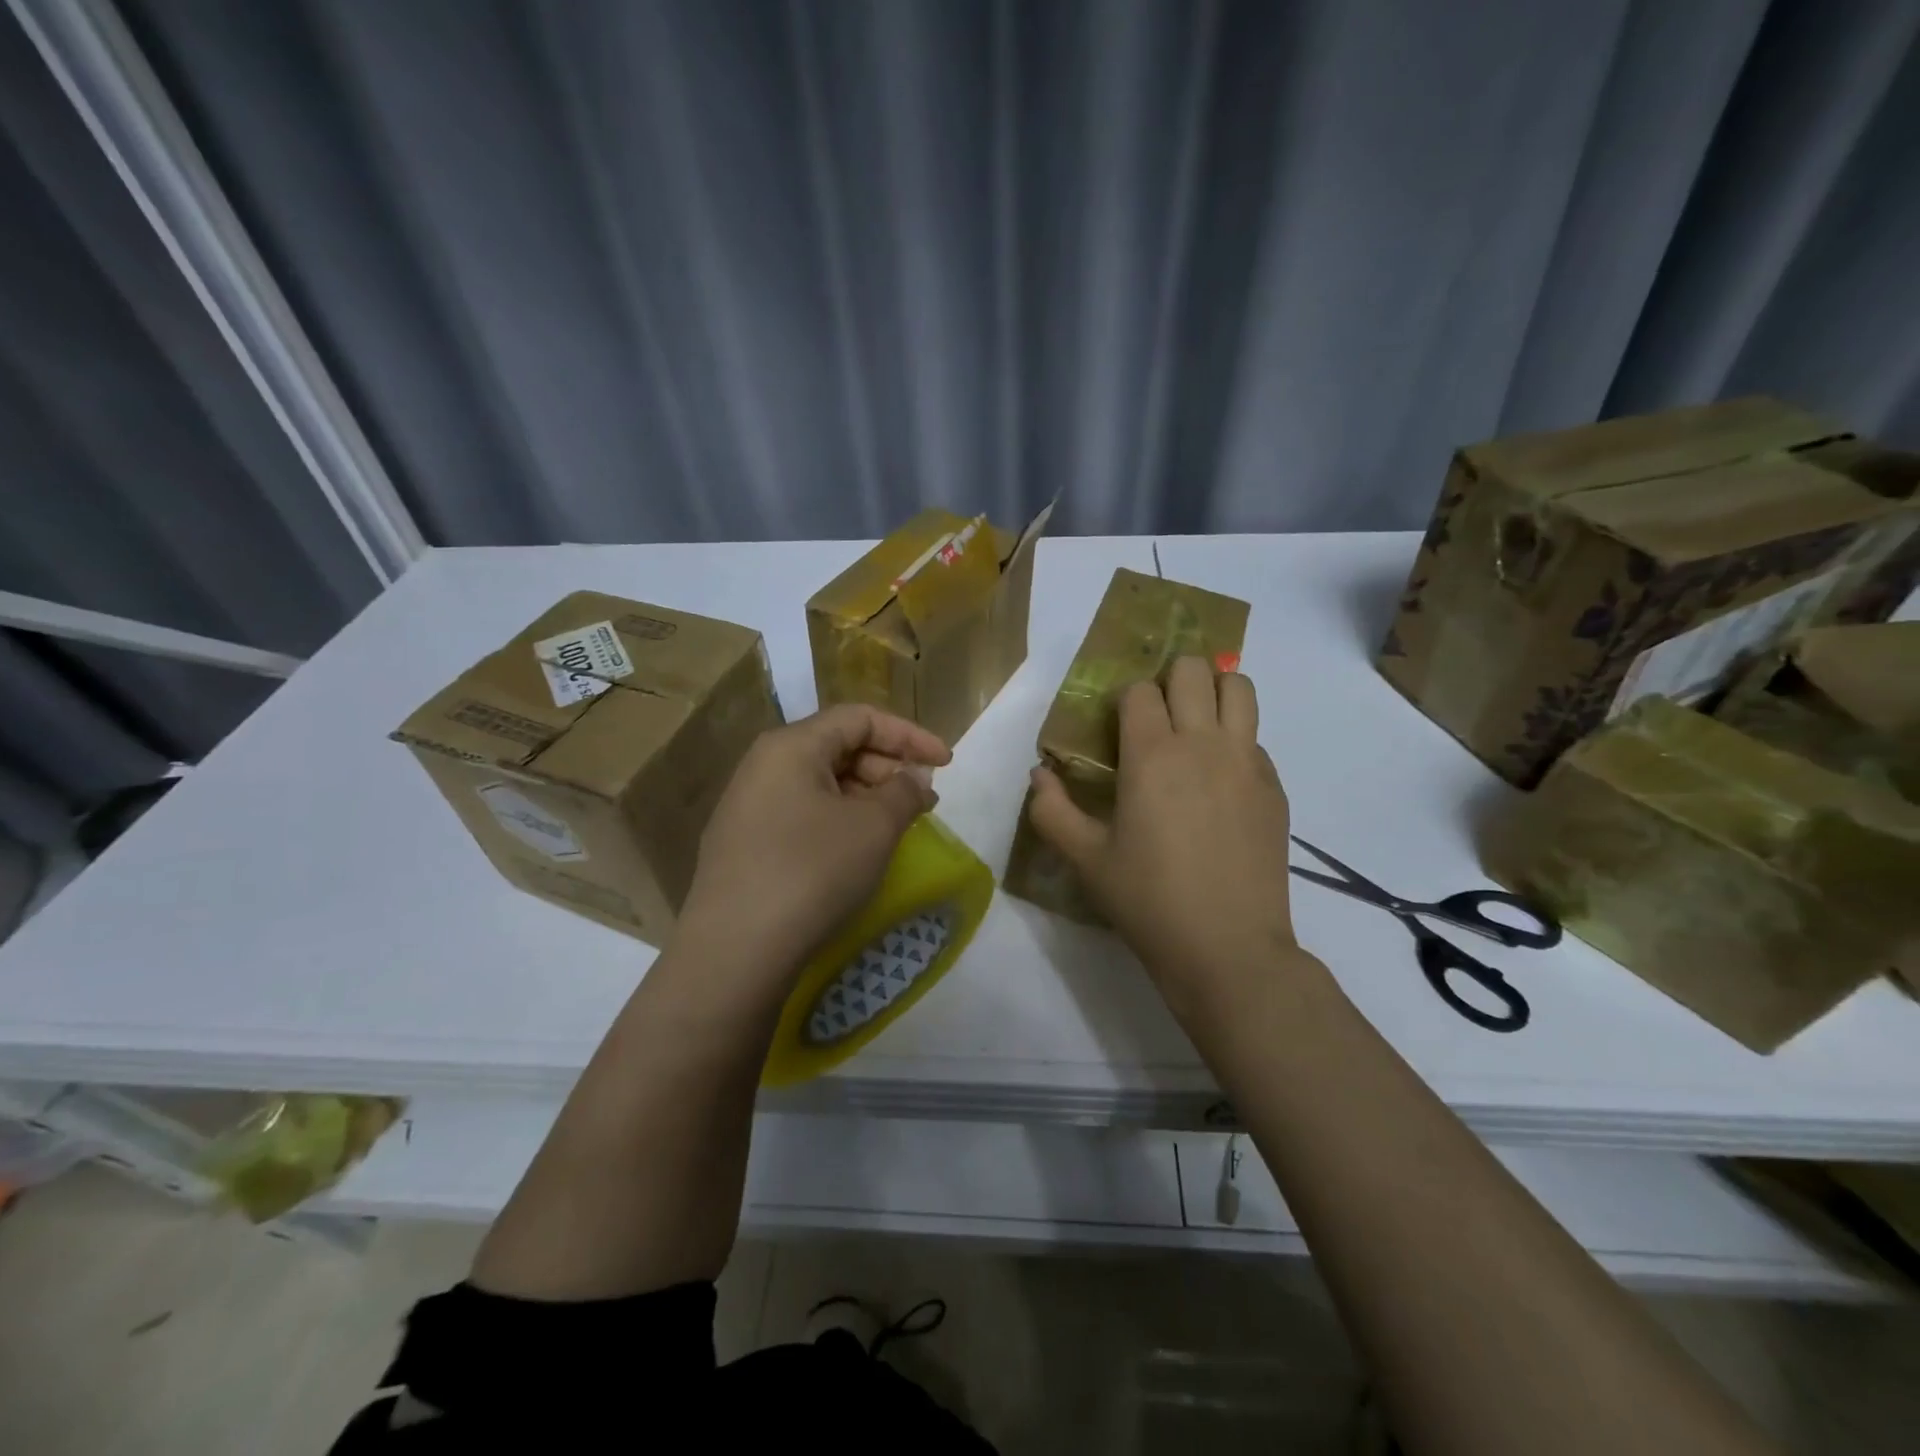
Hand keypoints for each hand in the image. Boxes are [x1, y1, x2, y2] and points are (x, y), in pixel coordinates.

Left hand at [676, 704, 949, 984]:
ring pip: (821, 783)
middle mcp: (764, 765)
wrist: (735, 950)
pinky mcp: (744, 843)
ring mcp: (748, 805)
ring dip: (866, 797)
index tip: (946, 763)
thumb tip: (914, 777)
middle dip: (889, 767)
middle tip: (923, 802)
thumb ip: (905, 791)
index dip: (909, 735)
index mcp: (792, 746)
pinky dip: (839, 819)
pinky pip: (802, 813)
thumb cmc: (812, 872)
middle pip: (838, 746)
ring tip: (895, 827)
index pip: (860, 718)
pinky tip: (856, 850)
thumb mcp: (874, 827)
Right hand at [1027, 657, 1297, 1015]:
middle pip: (1193, 670)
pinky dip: (1235, 740)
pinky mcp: (1274, 787)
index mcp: (1152, 755)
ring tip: (1195, 726)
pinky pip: (1255, 738)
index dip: (1124, 701)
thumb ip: (1052, 810)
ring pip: (1238, 687)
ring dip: (1213, 692)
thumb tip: (1039, 774)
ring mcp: (1247, 762)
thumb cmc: (1148, 901)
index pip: (1139, 690)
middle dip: (1169, 679)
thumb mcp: (1086, 860)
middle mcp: (1203, 743)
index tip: (1117, 730)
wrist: (1228, 949)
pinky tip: (1220, 784)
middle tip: (1157, 718)